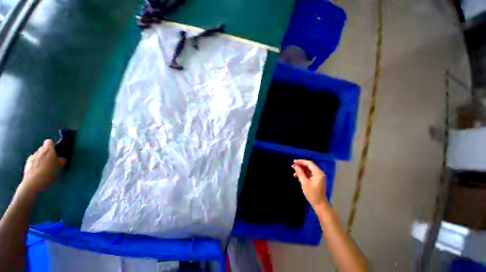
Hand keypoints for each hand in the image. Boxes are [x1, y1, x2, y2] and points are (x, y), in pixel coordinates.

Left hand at [19, 139, 65, 193]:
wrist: (33, 182)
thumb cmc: (48, 172)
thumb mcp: (59, 167)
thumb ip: (61, 160)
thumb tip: (61, 158)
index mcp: (48, 149)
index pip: (49, 142)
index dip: (52, 146)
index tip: (56, 152)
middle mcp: (39, 150)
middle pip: (43, 148)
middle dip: (46, 153)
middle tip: (51, 160)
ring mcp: (31, 157)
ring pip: (37, 155)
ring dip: (41, 158)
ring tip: (44, 166)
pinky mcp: (27, 163)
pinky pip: (33, 161)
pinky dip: (35, 163)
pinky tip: (37, 170)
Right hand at [292, 159, 327, 207]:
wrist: (319, 204)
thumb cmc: (312, 193)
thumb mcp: (304, 182)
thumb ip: (300, 173)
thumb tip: (295, 166)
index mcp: (318, 173)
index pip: (309, 163)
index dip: (301, 161)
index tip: (294, 161)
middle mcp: (319, 173)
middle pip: (309, 166)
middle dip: (300, 165)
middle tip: (292, 165)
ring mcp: (318, 176)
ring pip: (308, 170)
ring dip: (301, 169)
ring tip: (293, 170)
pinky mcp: (316, 180)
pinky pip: (309, 174)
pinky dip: (303, 174)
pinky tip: (297, 176)